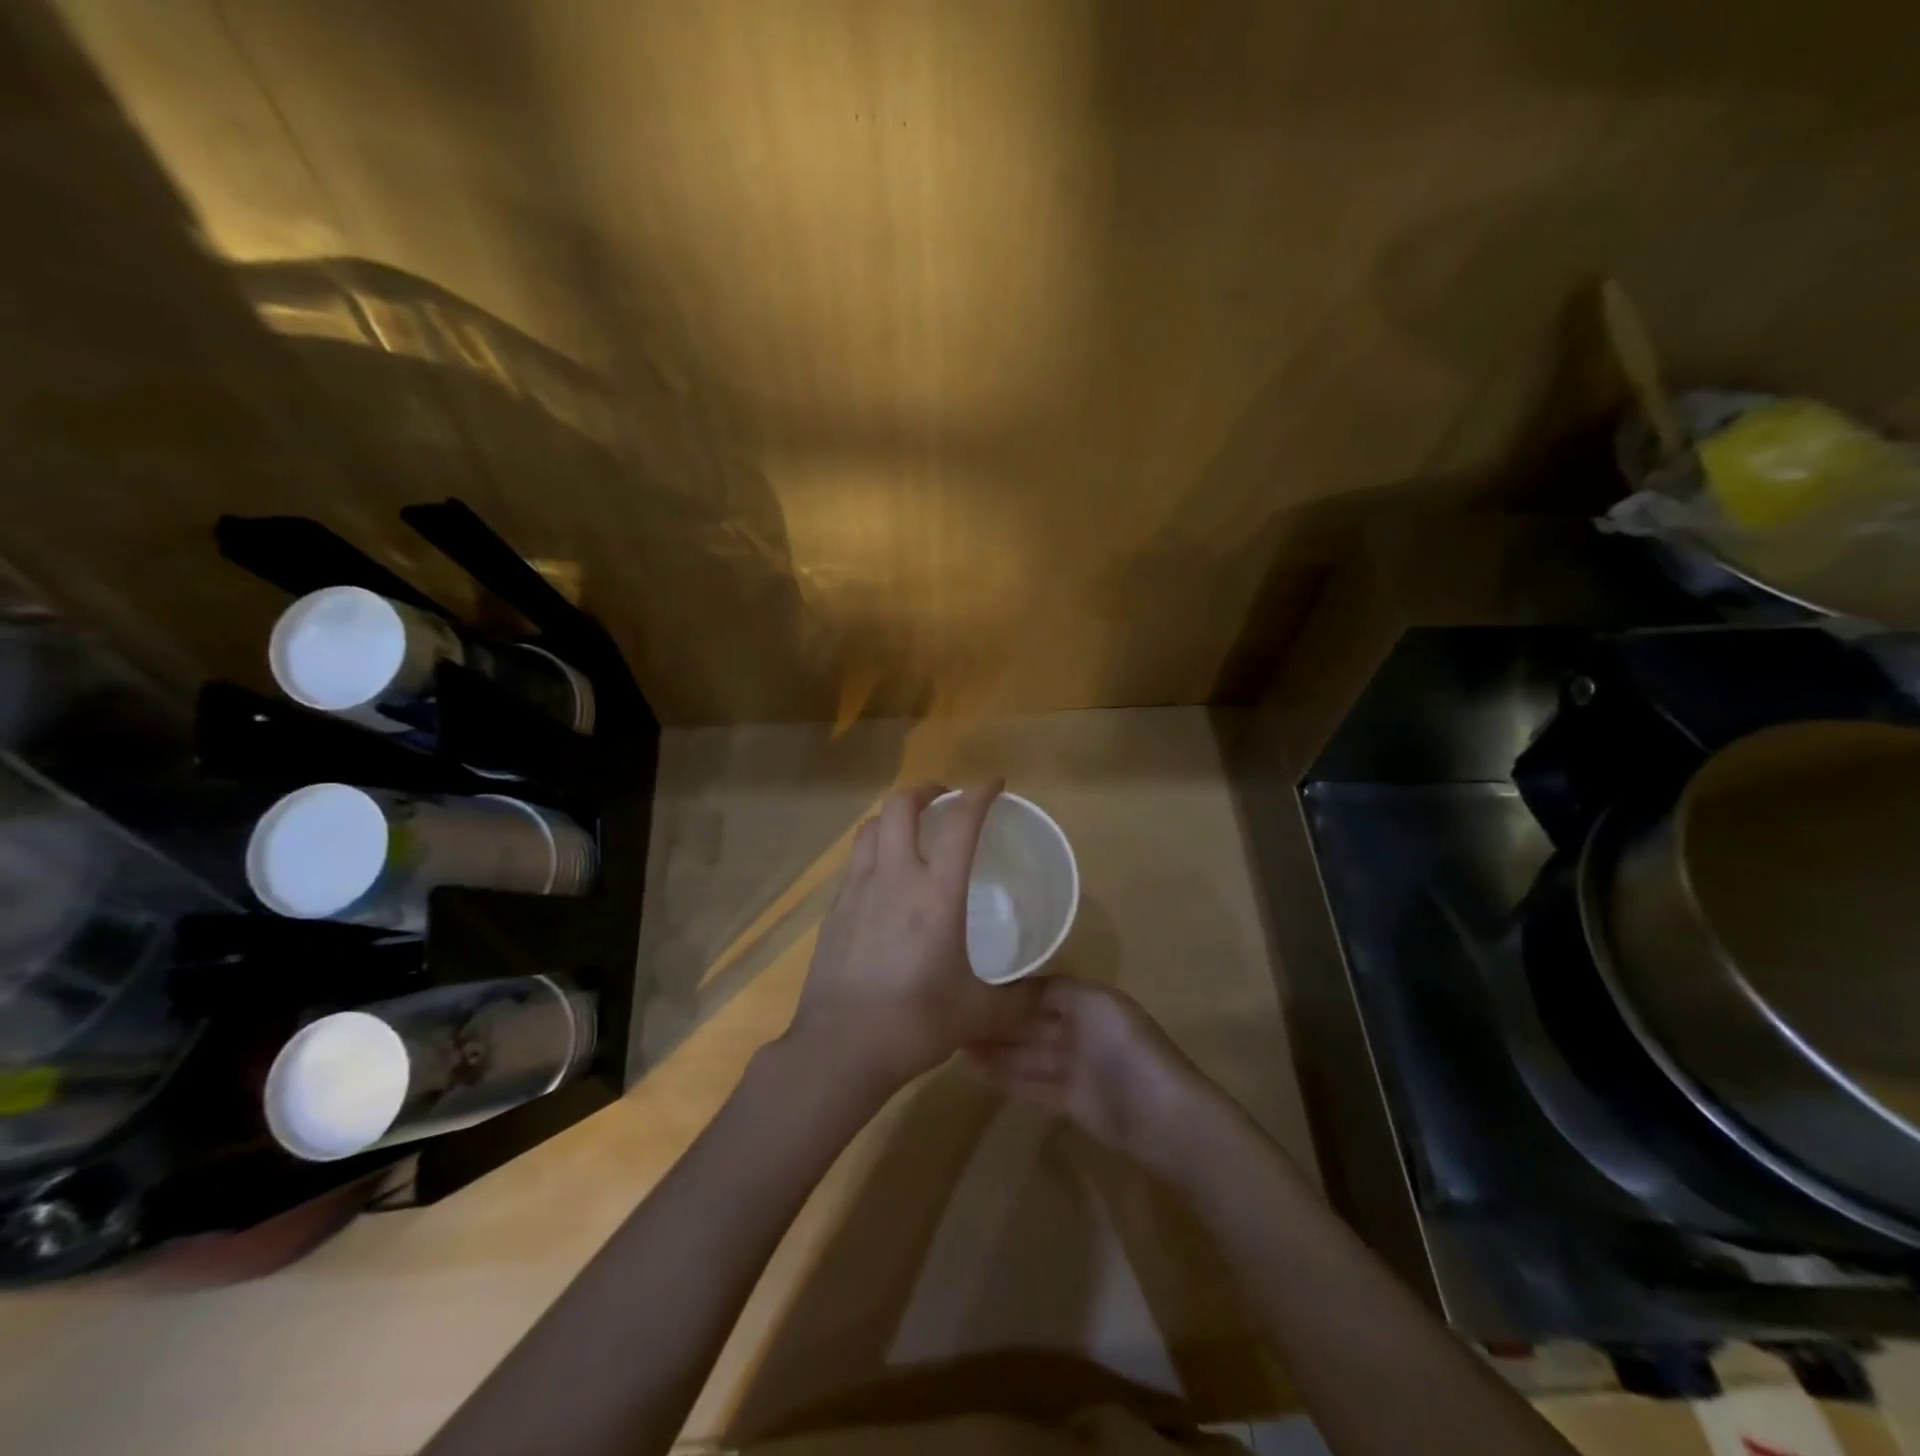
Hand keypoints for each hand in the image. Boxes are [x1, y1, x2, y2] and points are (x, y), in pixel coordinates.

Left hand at [788, 780, 1042, 1092]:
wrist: (840, 1047)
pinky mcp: (834, 910)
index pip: (960, 822)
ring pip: (871, 828)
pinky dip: (874, 853)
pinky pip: (854, 862)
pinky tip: (884, 882)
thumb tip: (1044, 996)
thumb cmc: (916, 1022)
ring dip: (893, 817)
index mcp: (936, 892)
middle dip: (925, 790)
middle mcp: (894, 877)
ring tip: (910, 833)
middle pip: (900, 805)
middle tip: (944, 801)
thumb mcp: (978, 1013)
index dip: (980, 793)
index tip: (994, 783)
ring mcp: (857, 890)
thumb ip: (1017, 1000)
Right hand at [970, 977, 1219, 1173]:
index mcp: (1087, 1001)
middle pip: (1029, 1022)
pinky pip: (1031, 1084)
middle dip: (995, 1020)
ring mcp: (1074, 1068)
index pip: (1038, 990)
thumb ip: (1053, 991)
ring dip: (994, 1050)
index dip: (1007, 988)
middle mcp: (1079, 1030)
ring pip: (1025, 1054)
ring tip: (955, 1043)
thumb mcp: (1092, 1003)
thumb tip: (1016, 982)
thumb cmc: (1126, 1048)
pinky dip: (1006, 1077)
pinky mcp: (1069, 1102)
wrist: (1161, 1116)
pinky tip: (977, 1070)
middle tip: (951, 1015)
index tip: (969, 983)